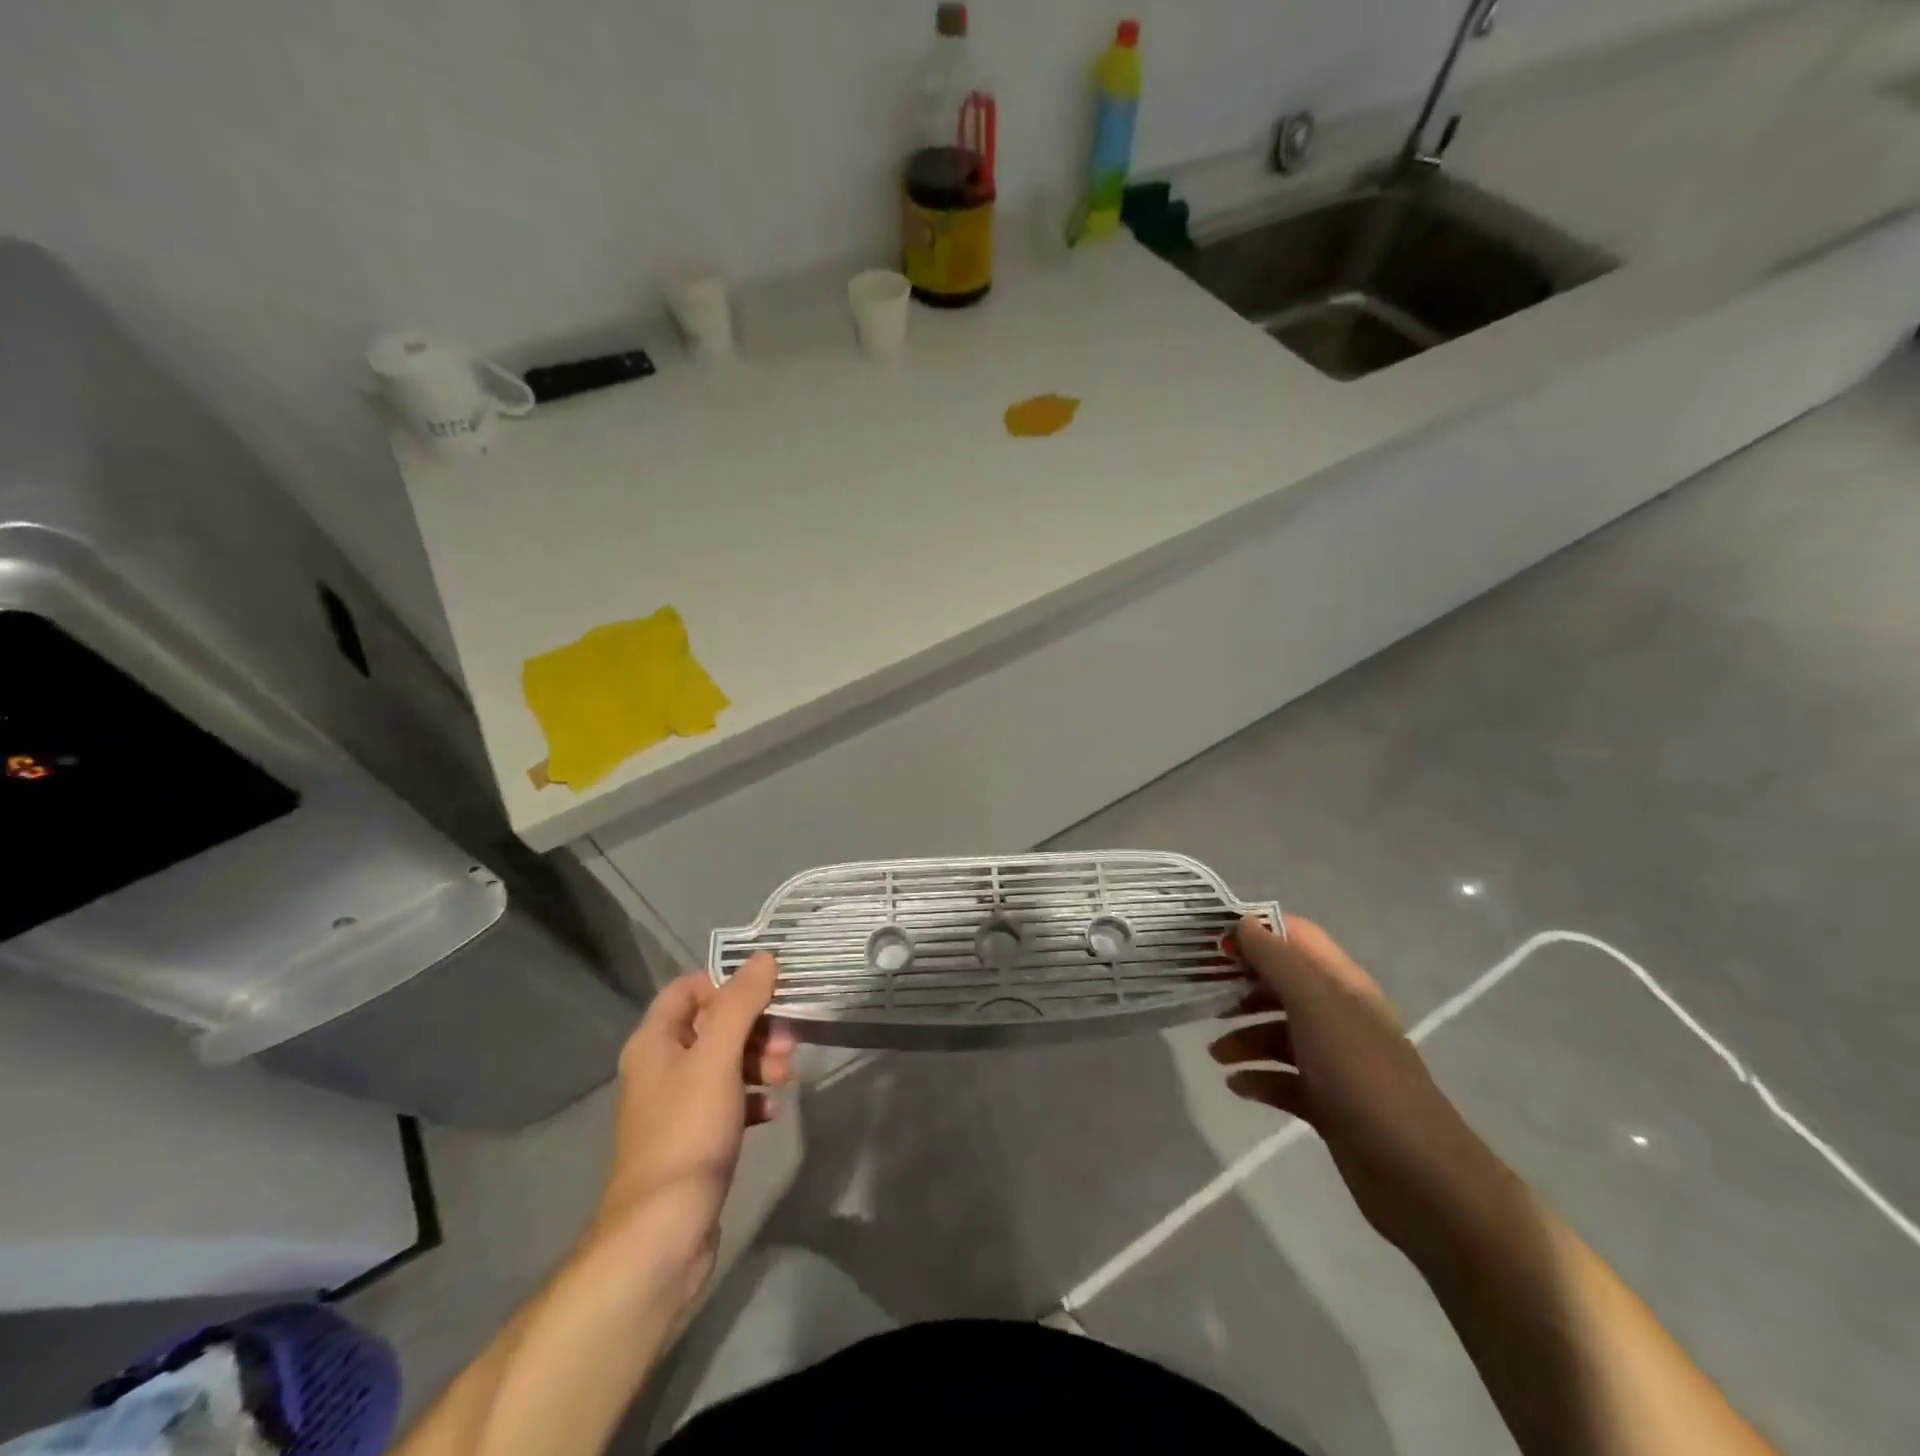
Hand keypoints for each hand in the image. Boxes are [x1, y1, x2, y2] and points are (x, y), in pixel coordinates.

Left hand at [587, 953, 794, 1310]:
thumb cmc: (688, 1131)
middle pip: (713, 1025)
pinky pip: (727, 1101)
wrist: (662, 1231)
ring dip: (759, 1061)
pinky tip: (772, 1110)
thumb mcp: (718, 1057)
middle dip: (755, 1027)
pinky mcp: (693, 1138)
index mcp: (654, 1041)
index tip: (768, 993)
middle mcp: (660, 1067)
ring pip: (724, 1063)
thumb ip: (741, 1003)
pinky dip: (752, 1097)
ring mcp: (675, 1106)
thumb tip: (764, 957)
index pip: (689, 988)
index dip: (728, 984)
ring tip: (788, 1076)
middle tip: (789, 1041)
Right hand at [1210, 916, 1511, 1259]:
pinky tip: (1237, 1086)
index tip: (1211, 940)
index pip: (1295, 937)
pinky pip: (1283, 1079)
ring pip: (1278, 1033)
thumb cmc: (1364, 1079)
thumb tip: (1243, 923)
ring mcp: (1335, 1061)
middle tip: (1201, 995)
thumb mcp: (1317, 1009)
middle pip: (1281, 985)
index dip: (1256, 932)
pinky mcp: (1328, 1103)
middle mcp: (1338, 1016)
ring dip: (1244, 1037)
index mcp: (1342, 985)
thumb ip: (1278, 963)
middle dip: (1241, 987)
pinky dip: (1258, 1078)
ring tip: (1215, 1055)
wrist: (1422, 1180)